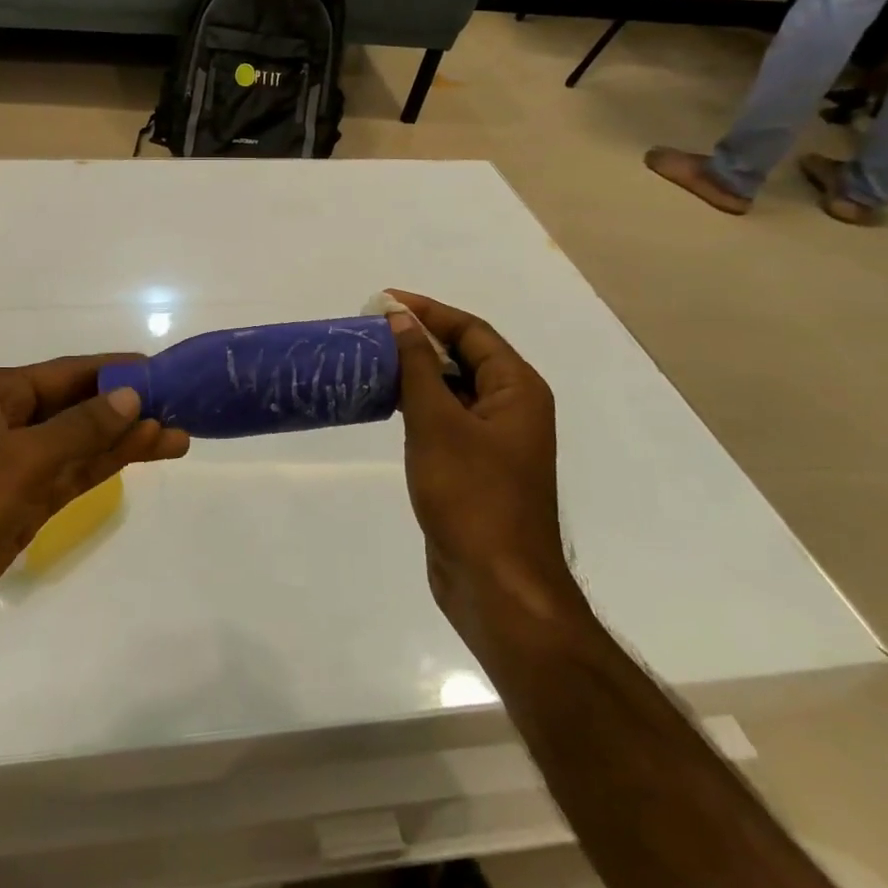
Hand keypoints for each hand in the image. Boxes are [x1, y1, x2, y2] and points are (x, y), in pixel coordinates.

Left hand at [0, 357, 188, 665]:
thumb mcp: (18, 463)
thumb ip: (79, 429)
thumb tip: (130, 394)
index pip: (68, 374)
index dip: (117, 371)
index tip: (164, 371)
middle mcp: (3, 424)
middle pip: (78, 408)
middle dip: (128, 408)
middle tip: (184, 409)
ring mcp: (10, 469)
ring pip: (78, 446)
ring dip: (123, 441)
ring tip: (177, 437)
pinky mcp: (15, 508)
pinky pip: (68, 478)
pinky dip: (101, 469)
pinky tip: (136, 459)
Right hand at [384, 292, 576, 644]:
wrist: (495, 585)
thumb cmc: (471, 495)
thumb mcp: (438, 422)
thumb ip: (418, 366)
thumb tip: (400, 318)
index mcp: (517, 389)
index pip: (471, 331)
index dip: (428, 311)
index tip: (383, 302)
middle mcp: (511, 408)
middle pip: (465, 356)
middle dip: (419, 338)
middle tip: (370, 329)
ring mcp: (494, 441)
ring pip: (452, 389)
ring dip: (415, 371)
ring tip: (370, 358)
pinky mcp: (474, 467)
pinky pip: (444, 419)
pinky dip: (416, 404)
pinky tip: (384, 403)